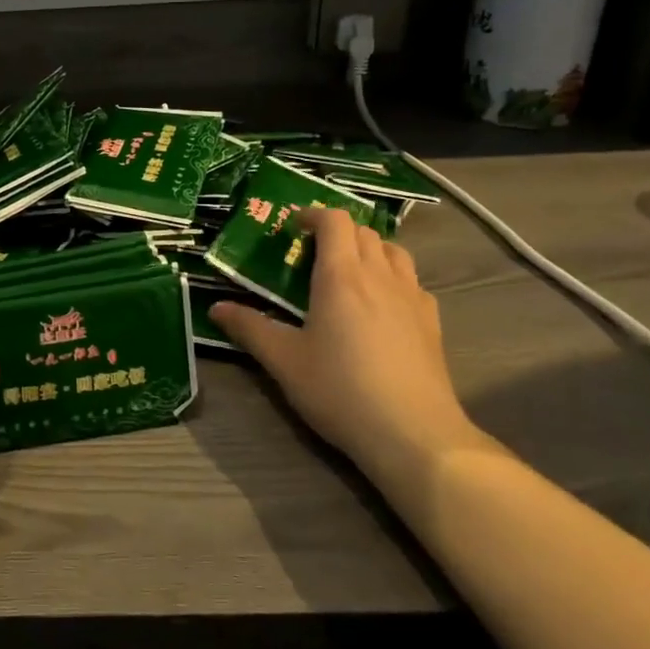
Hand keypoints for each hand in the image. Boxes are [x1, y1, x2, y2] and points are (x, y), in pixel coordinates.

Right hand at [210, 210, 480, 486]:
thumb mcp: (284, 361)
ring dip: (369, 249)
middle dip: (337, 232)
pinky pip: (413, 282)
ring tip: (349, 271)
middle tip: (312, 252)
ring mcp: (412, 297)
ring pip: (394, 251)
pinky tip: (383, 306)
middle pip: (364, 232)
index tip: (293, 226)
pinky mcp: (432, 322)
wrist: (413, 433)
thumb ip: (249, 328)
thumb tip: (216, 308)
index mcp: (341, 276)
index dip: (313, 214)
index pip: (334, 221)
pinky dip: (394, 278)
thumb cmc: (340, 390)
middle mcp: (380, 276)